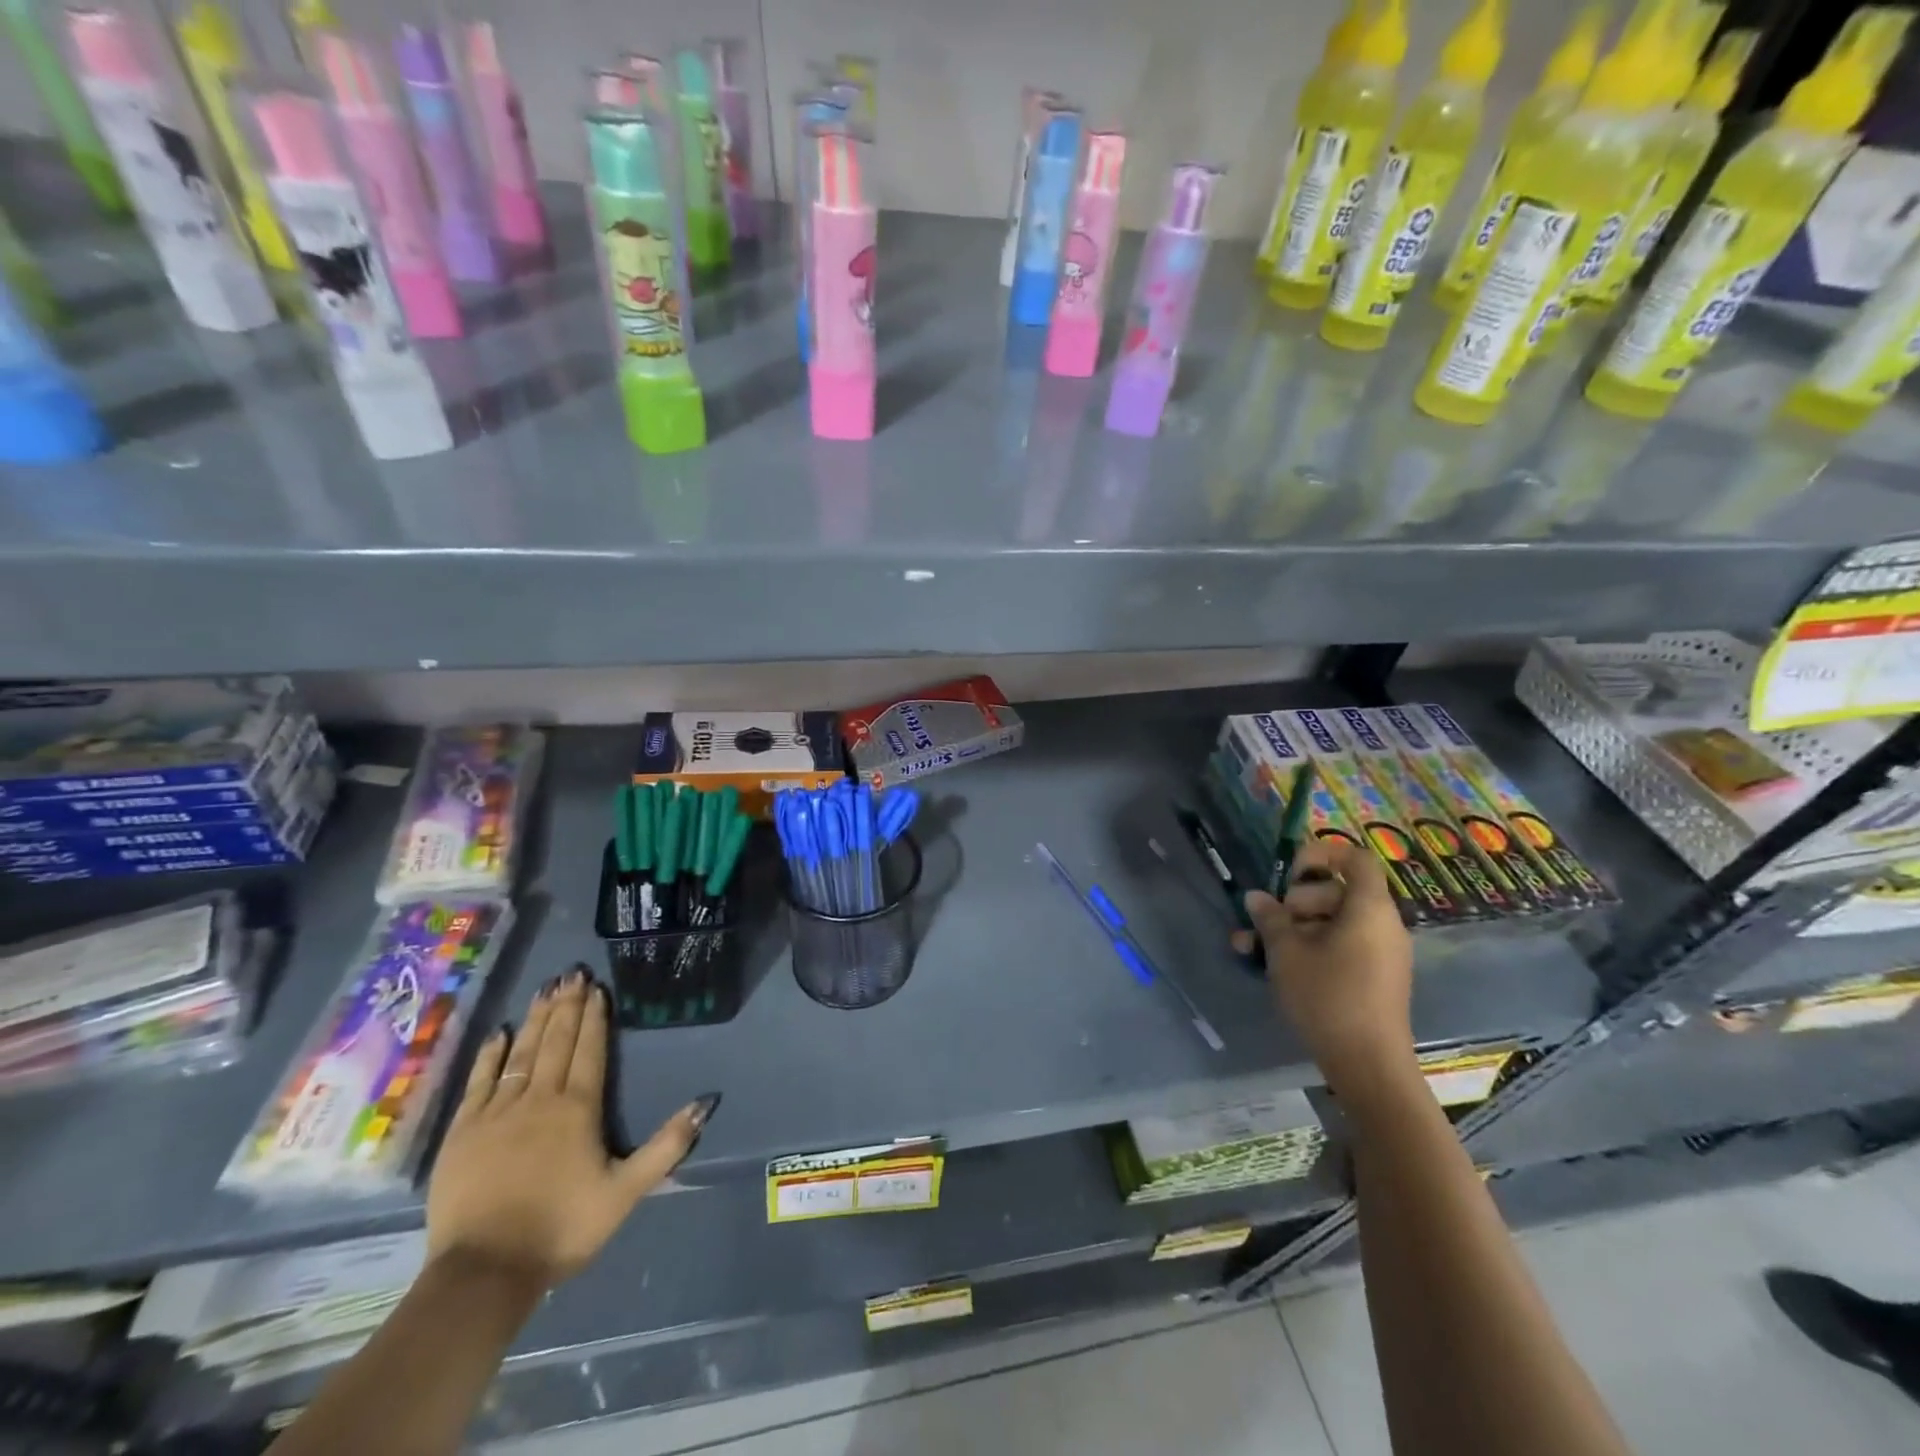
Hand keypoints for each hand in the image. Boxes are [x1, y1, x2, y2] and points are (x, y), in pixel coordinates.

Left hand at [426, 967, 717, 1290]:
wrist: (483, 1273)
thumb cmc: (562, 1229)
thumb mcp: (626, 1192)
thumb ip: (667, 1146)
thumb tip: (706, 1102)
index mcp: (578, 1109)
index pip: (589, 1050)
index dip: (594, 1017)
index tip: (597, 988)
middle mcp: (539, 1099)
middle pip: (556, 1042)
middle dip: (567, 1006)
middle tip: (572, 973)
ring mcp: (497, 1113)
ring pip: (520, 1053)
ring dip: (535, 1019)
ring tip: (545, 989)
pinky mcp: (463, 1132)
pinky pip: (479, 1082)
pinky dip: (490, 1055)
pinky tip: (499, 1034)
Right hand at [1245, 838, 1417, 1101]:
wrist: (1368, 1066)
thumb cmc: (1328, 997)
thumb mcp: (1286, 953)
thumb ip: (1270, 918)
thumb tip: (1257, 897)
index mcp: (1368, 908)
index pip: (1355, 858)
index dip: (1321, 853)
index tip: (1288, 872)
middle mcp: (1381, 924)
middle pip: (1336, 890)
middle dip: (1295, 900)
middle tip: (1268, 922)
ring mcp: (1379, 953)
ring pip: (1331, 922)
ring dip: (1292, 928)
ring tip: (1252, 947)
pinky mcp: (1373, 977)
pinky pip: (1340, 946)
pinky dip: (1309, 948)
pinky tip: (1273, 966)